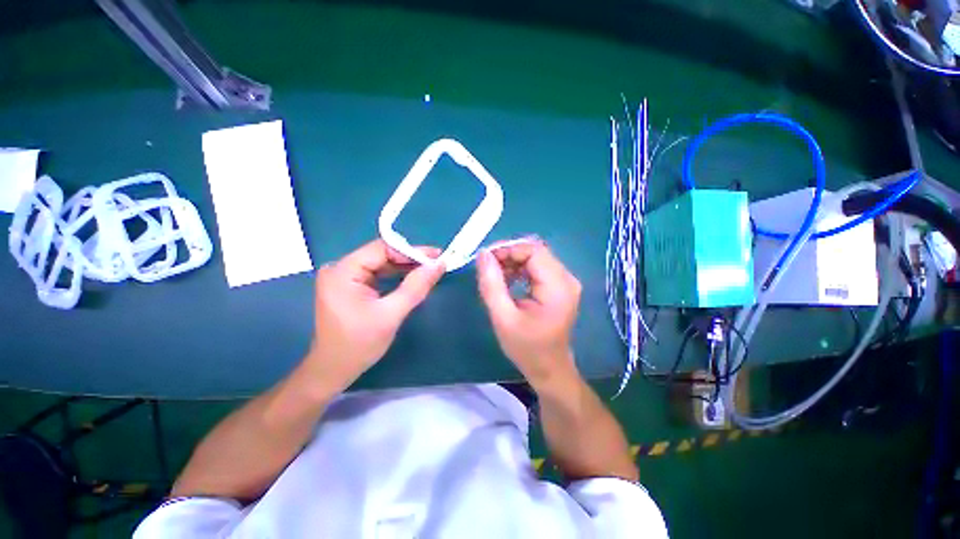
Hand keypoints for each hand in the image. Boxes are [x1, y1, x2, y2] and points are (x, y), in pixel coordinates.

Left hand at [303, 240, 444, 389]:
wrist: (334, 371)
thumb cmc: (359, 345)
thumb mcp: (391, 314)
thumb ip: (416, 287)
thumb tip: (439, 265)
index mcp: (343, 272)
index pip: (382, 249)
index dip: (411, 251)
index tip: (436, 256)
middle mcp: (340, 268)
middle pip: (381, 254)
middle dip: (410, 259)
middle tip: (436, 264)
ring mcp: (343, 277)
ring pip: (381, 264)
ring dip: (405, 267)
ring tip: (429, 270)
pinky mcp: (349, 286)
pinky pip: (377, 274)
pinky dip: (395, 276)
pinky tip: (412, 278)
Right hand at [476, 241, 581, 389]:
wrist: (549, 369)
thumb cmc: (527, 348)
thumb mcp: (503, 318)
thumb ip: (491, 285)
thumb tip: (483, 255)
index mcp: (557, 287)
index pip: (534, 251)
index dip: (508, 249)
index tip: (486, 259)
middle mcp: (566, 279)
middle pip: (536, 251)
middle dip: (509, 254)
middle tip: (487, 266)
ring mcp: (566, 282)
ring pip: (536, 257)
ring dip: (513, 261)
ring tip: (495, 275)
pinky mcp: (560, 286)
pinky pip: (538, 267)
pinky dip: (520, 269)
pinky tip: (508, 280)